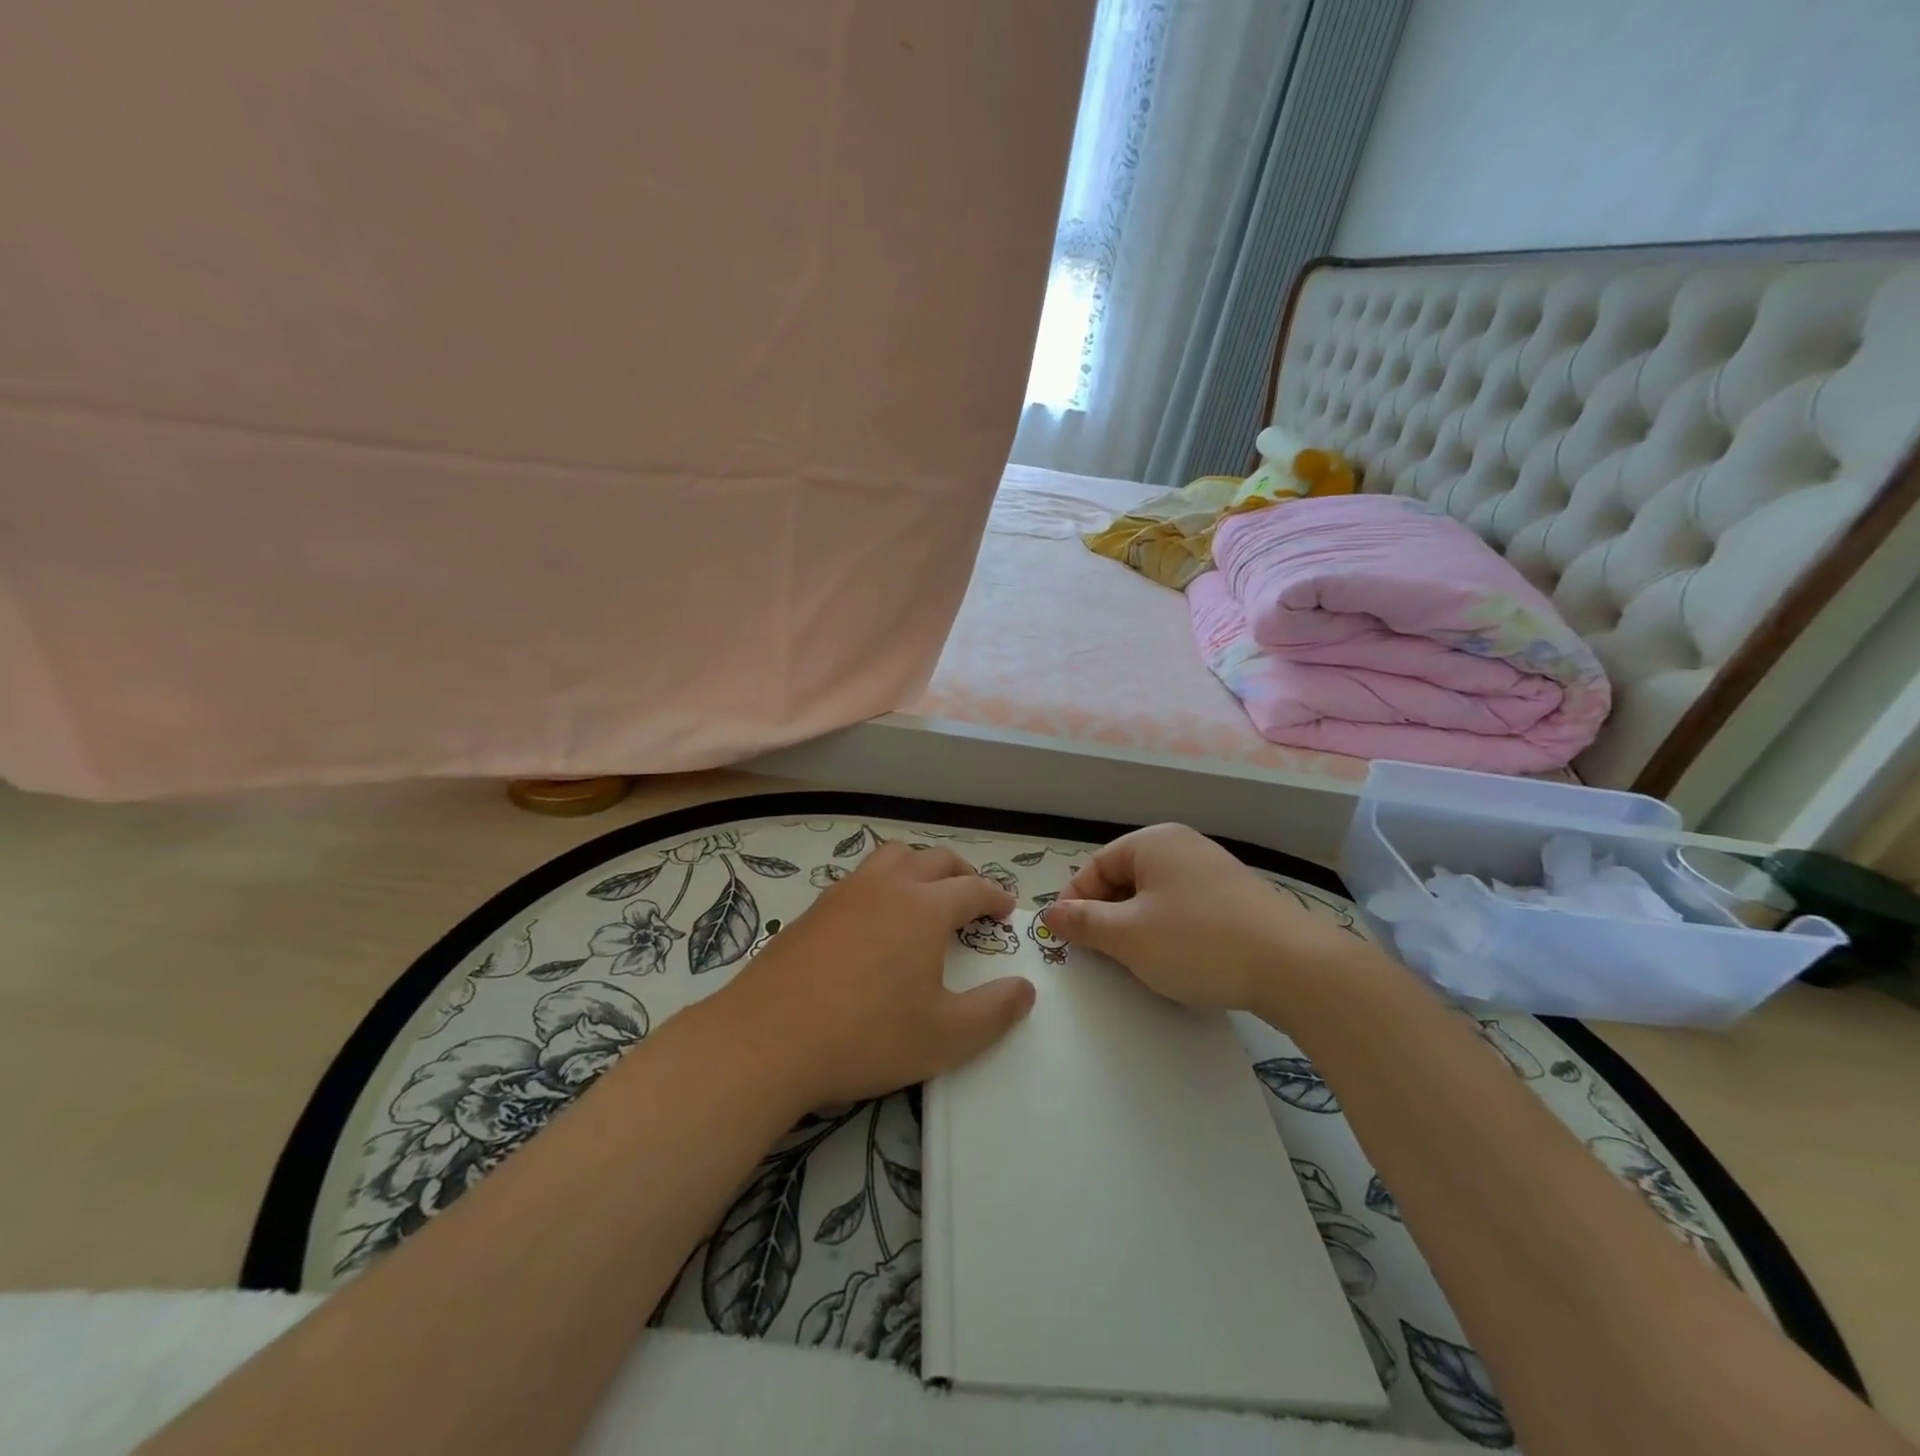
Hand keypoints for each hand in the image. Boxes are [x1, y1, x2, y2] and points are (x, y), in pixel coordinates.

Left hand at [714, 842, 1035, 1106]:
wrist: (767, 1040)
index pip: (973, 887)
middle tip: (973, 896)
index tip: (1005, 910)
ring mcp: (846, 892)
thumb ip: (994, 1011)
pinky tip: (876, 918)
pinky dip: (883, 882)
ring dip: (919, 866)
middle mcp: (888, 886)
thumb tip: (1025, 989)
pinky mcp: (815, 909)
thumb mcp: (945, 1037)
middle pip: (935, 859)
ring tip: (926, 894)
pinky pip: (861, 877)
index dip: (995, 896)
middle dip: (962, 872)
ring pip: (892, 857)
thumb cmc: (867, 1036)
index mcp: (925, 907)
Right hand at [1040, 823, 1380, 1016]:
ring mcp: (1213, 872)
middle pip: (1125, 879)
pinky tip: (1178, 963)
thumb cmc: (1198, 942)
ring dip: (1137, 930)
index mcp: (1153, 842)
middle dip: (1107, 918)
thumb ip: (1084, 922)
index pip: (1096, 866)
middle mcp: (1183, 847)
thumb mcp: (1128, 935)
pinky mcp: (1236, 901)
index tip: (1067, 940)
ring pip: (1155, 899)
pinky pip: (1186, 911)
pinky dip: (1170, 934)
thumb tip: (1051, 912)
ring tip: (1138, 964)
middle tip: (1101, 957)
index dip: (1075, 902)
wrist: (1294, 966)